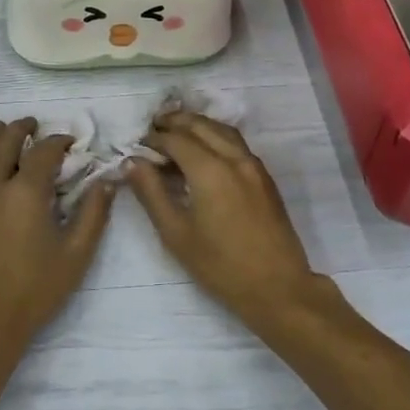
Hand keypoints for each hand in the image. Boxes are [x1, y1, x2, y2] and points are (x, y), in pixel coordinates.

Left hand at [0, 118, 113, 362]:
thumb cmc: (36, 289)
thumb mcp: (76, 254)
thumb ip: (93, 213)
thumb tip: (106, 181)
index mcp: (26, 192)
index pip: (43, 152)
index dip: (58, 141)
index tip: (70, 142)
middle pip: (4, 145)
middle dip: (20, 130)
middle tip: (32, 124)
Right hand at [127, 109, 322, 320]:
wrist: (277, 287)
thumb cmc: (220, 265)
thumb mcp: (176, 233)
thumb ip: (151, 193)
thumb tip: (132, 163)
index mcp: (210, 170)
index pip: (176, 139)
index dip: (153, 138)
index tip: (137, 145)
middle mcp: (234, 158)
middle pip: (200, 125)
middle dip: (174, 122)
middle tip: (152, 128)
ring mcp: (254, 165)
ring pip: (222, 130)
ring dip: (197, 125)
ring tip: (176, 132)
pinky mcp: (265, 177)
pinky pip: (237, 143)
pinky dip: (216, 136)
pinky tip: (205, 151)